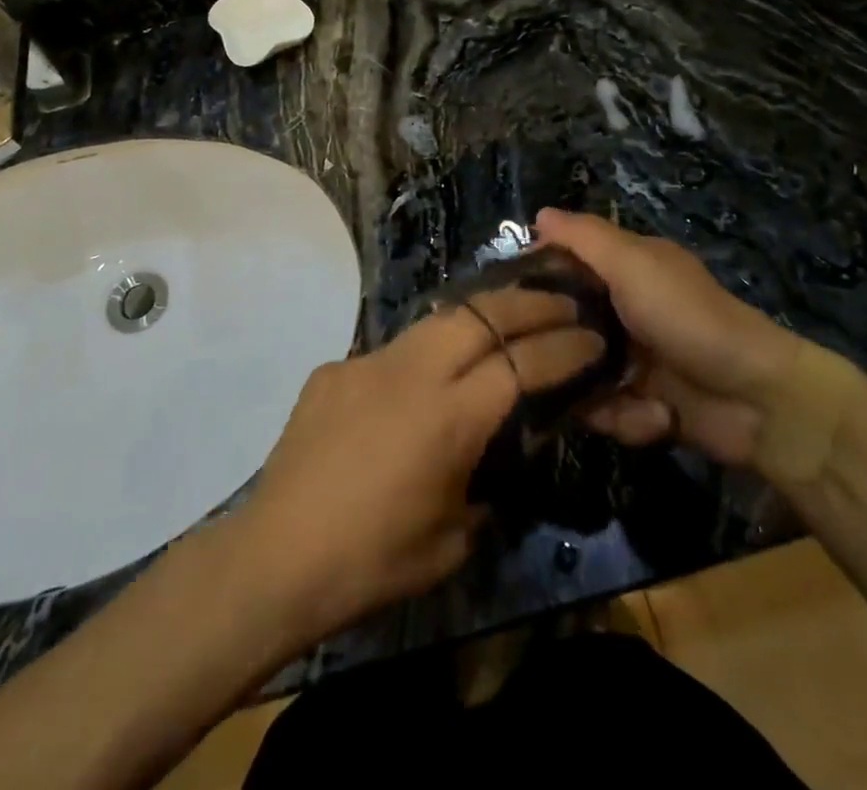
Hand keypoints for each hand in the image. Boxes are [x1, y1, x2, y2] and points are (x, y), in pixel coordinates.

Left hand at [233, 289, 604, 643]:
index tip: (593, 338)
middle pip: (482, 314)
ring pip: (437, 320)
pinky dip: (424, 356)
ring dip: (480, 316)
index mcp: (447, 417)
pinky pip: (393, 353)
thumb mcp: (452, 541)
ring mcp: (367, 362)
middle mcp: (410, 372)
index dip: (564, 347)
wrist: (273, 559)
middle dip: (530, 303)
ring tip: (507, 322)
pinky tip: (423, 384)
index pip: (521, 363)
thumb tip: (495, 462)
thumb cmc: (371, 563)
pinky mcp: (335, 369)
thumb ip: (485, 487)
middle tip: (562, 303)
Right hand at [534, 209, 801, 468]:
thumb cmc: (688, 317)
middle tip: (542, 357)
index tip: (505, 293)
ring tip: (617, 393)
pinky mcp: (640, 404)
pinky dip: (624, 417)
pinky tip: (649, 416)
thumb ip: (585, 238)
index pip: (565, 263)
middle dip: (556, 345)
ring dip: (593, 390)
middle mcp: (622, 310)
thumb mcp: (634, 264)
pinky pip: (605, 411)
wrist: (757, 399)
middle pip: (564, 323)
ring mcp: (631, 360)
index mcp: (624, 269)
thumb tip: (539, 214)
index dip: (536, 274)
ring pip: (578, 372)